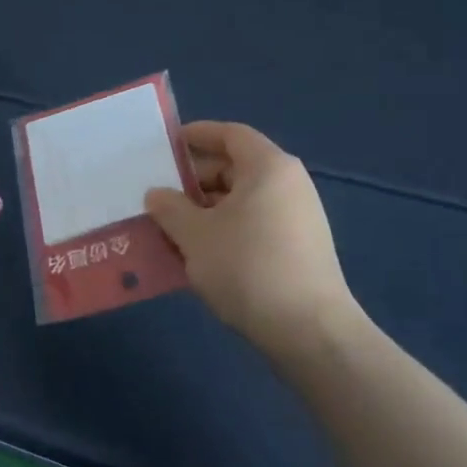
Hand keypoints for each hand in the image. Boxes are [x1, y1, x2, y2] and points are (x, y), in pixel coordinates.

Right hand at [145, 121, 365, 363]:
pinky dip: (224, 230)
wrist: (309, 332)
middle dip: (195, 179)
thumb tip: (157, 195)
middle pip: (235, 167)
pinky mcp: (298, 249)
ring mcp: (298, 218)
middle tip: (158, 195)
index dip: (197, 135)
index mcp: (268, 167)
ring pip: (242, 200)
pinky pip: (253, 224)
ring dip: (205, 209)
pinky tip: (198, 253)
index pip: (230, 134)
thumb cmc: (247, 267)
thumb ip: (170, 207)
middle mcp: (288, 184)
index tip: (166, 146)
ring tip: (171, 227)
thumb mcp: (195, 235)